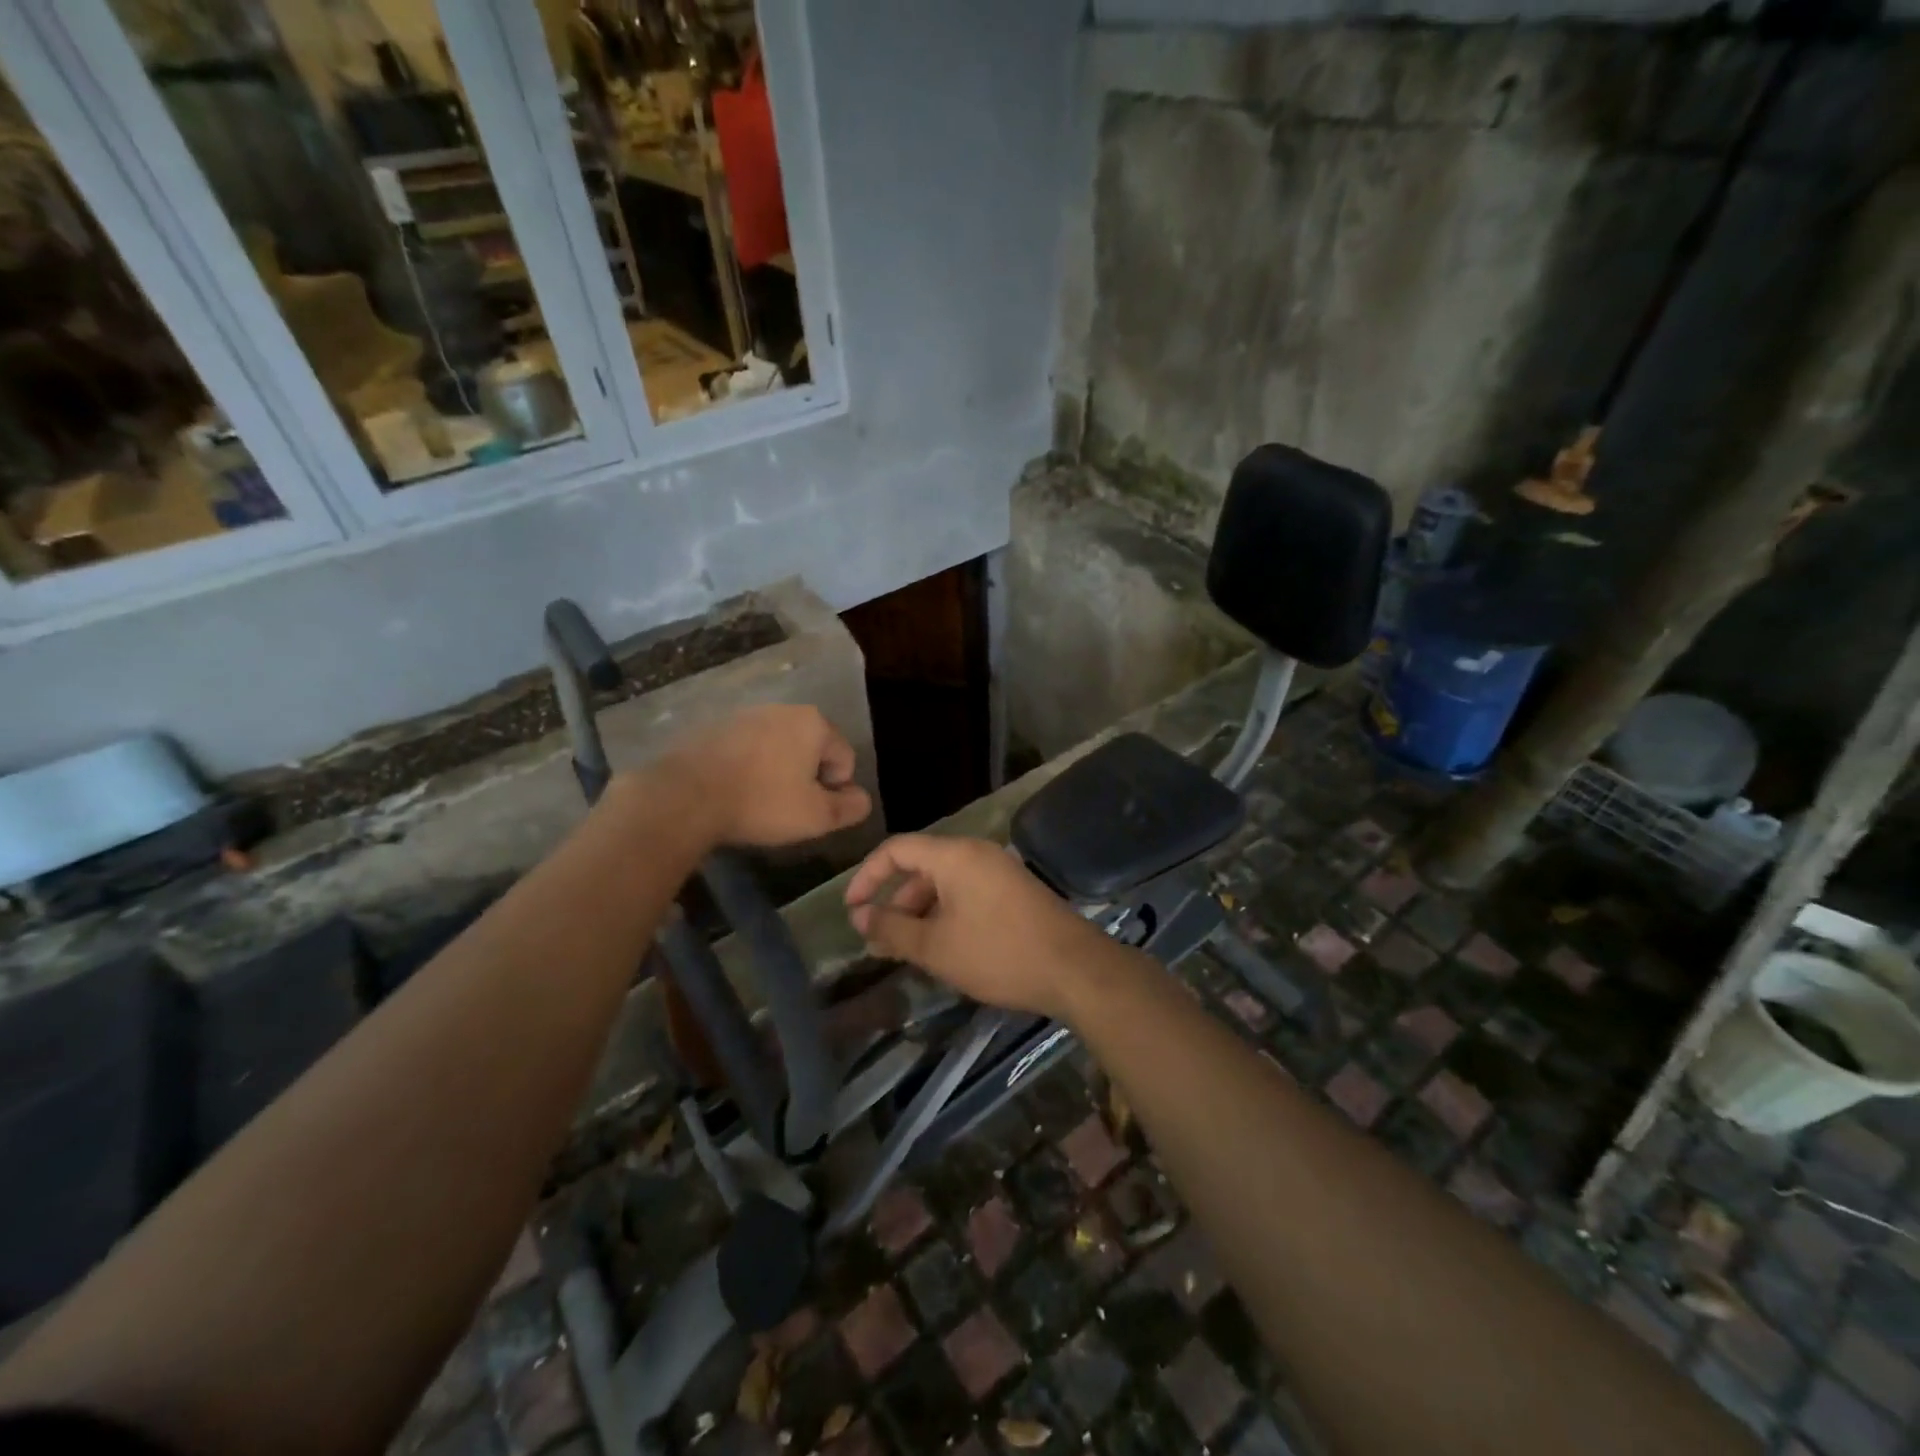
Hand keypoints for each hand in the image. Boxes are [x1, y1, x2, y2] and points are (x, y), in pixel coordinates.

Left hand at [662, 704, 872, 847]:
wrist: (686, 796)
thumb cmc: (762, 803)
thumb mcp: (816, 816)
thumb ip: (849, 807)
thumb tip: (863, 799)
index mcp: (814, 723)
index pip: (845, 757)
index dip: (836, 788)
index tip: (813, 810)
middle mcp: (783, 709)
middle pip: (812, 747)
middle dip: (807, 776)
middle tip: (789, 807)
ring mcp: (746, 715)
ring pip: (778, 747)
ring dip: (778, 771)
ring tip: (760, 801)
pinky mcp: (715, 727)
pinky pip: (747, 749)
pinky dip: (749, 767)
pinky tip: (735, 791)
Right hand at [844, 834, 1122, 1020]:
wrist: (1074, 969)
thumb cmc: (997, 953)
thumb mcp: (935, 947)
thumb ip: (892, 929)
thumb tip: (860, 916)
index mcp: (954, 855)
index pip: (896, 849)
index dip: (867, 876)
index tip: (851, 909)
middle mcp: (976, 853)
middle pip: (921, 867)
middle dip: (895, 903)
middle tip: (880, 942)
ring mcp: (999, 870)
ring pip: (945, 884)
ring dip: (921, 913)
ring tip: (908, 953)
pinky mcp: (1014, 891)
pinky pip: (968, 894)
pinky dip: (947, 915)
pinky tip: (944, 949)